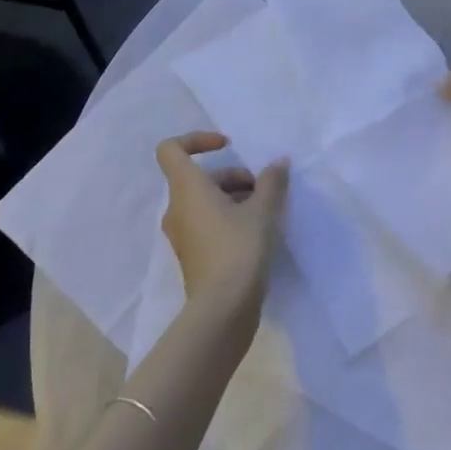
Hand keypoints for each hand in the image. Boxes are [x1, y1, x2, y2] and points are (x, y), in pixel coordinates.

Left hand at [155, 132, 289, 303]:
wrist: (223, 309)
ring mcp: (182, 234)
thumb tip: (279, 163)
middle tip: (264, 191)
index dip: (197, 139)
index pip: (171, 149)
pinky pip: (207, 223)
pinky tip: (257, 233)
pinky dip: (228, 219)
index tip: (227, 146)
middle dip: (234, 177)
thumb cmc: (239, 249)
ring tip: (266, 213)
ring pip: (205, 201)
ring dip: (234, 198)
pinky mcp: (193, 255)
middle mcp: (177, 208)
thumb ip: (271, 182)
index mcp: (187, 189)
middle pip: (200, 177)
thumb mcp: (263, 211)